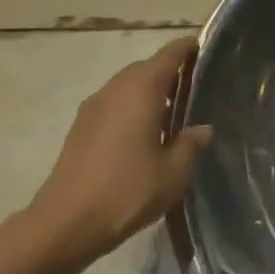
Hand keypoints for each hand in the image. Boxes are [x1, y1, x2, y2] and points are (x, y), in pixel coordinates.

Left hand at [28, 37, 213, 266]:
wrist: (64, 225)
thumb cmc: (127, 191)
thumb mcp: (175, 171)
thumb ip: (192, 143)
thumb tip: (202, 129)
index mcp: (141, 90)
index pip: (170, 54)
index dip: (191, 48)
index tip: (210, 50)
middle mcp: (115, 90)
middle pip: (147, 67)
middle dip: (172, 71)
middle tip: (199, 86)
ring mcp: (93, 109)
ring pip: (129, 85)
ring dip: (151, 91)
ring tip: (177, 111)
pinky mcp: (81, 129)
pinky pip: (115, 104)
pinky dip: (134, 107)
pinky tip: (148, 132)